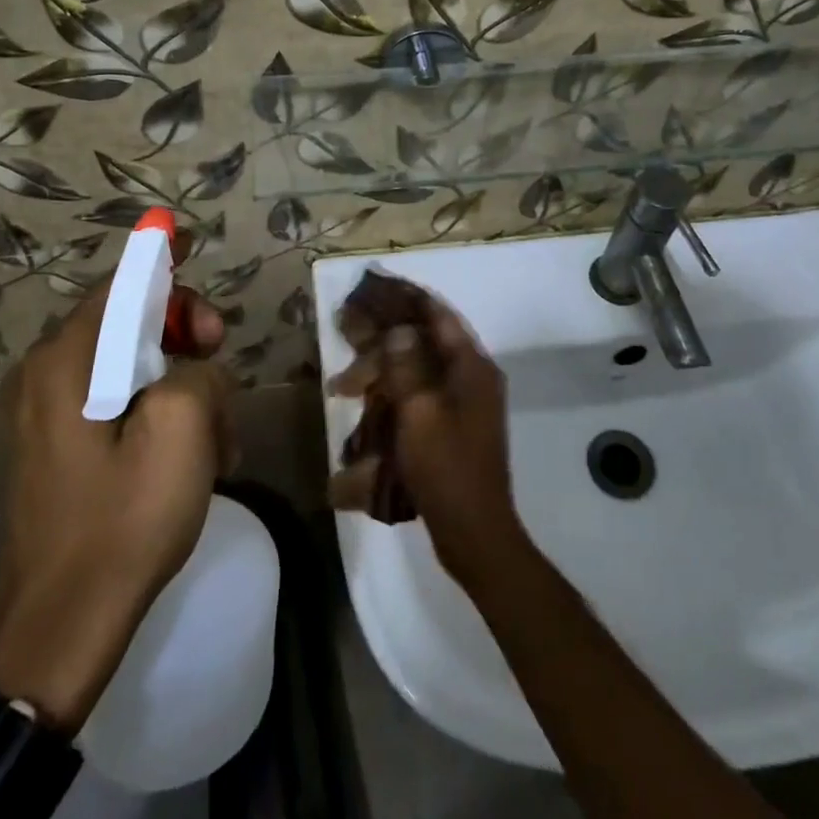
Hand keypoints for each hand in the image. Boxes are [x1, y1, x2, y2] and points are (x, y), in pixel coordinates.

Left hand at [0, 281, 236, 731]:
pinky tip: (191, 461)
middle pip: (130, 323)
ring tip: (215, 439)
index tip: (188, 248)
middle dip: (185, 338)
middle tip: (221, 361)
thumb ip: (197, 371)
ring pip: (134, 368)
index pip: (122, 284)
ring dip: (182, 387)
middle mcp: (48, 376)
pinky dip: (160, 417)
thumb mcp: (183, 430)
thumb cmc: (123, 522)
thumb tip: (191, 370)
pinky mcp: (60, 450)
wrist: (58, 633)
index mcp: (67, 361)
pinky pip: (121, 406)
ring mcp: (49, 416)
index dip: (162, 263)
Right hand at [328, 294, 528, 590]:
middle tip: (347, 339)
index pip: (440, 317)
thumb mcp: (419, 413)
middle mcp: (474, 378)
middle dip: (385, 342)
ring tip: (344, 387)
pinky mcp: (456, 427)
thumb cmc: (446, 468)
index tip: (379, 286)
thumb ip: (406, 366)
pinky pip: (422, 395)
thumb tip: (400, 329)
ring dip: (385, 372)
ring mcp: (467, 404)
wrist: (475, 532)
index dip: (410, 298)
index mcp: (472, 367)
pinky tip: (369, 406)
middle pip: (427, 343)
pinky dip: (395, 394)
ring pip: (420, 371)